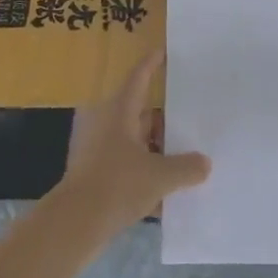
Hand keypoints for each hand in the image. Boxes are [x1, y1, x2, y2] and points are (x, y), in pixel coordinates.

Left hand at [51, 49, 209, 250]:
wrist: (72, 225)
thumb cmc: (116, 185)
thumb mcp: (159, 176)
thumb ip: (186, 167)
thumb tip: (205, 163)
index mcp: (119, 111)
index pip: (139, 77)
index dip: (152, 63)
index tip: (165, 52)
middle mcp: (106, 124)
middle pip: (139, 111)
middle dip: (164, 117)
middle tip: (190, 118)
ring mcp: (97, 149)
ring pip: (133, 139)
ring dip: (155, 147)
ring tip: (183, 157)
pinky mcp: (93, 174)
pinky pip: (125, 164)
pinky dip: (143, 170)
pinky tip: (164, 190)